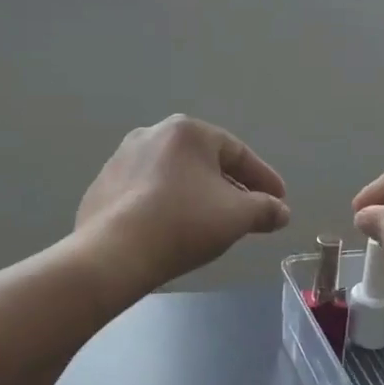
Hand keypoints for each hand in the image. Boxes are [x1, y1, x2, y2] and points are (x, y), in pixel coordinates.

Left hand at [77, 116, 290, 295]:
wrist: (113, 253)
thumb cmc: (183, 223)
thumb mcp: (237, 216)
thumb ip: (265, 209)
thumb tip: (281, 211)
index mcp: (187, 131)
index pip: (237, 153)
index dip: (264, 179)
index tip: (280, 201)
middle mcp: (151, 134)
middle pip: (204, 162)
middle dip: (231, 187)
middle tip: (250, 212)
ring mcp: (121, 159)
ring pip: (174, 176)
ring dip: (197, 195)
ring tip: (212, 222)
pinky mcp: (102, 186)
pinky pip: (147, 193)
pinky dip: (167, 205)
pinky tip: (173, 228)